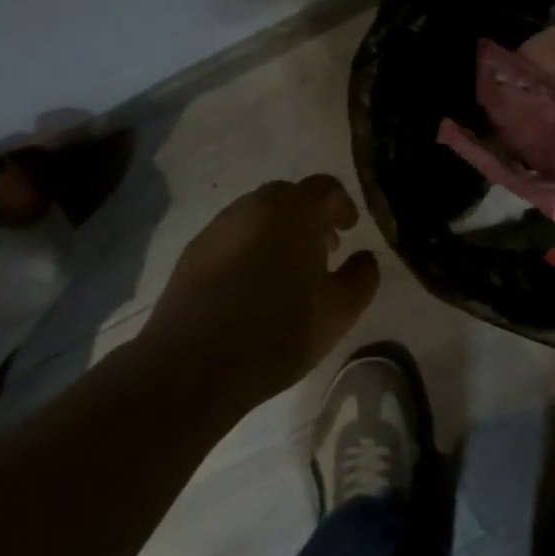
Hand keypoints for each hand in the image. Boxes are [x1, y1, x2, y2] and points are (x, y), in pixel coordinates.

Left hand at [140, 175, 379, 404]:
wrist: (190, 367)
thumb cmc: (276, 332)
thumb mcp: (339, 311)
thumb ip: (362, 276)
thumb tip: (364, 258)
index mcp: (295, 210)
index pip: (327, 188)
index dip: (343, 206)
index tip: (350, 231)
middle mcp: (255, 206)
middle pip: (290, 197)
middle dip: (310, 218)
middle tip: (322, 251)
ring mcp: (219, 227)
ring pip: (259, 216)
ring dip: (278, 232)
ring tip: (286, 273)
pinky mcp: (192, 253)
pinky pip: (233, 237)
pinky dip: (249, 249)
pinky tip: (250, 288)